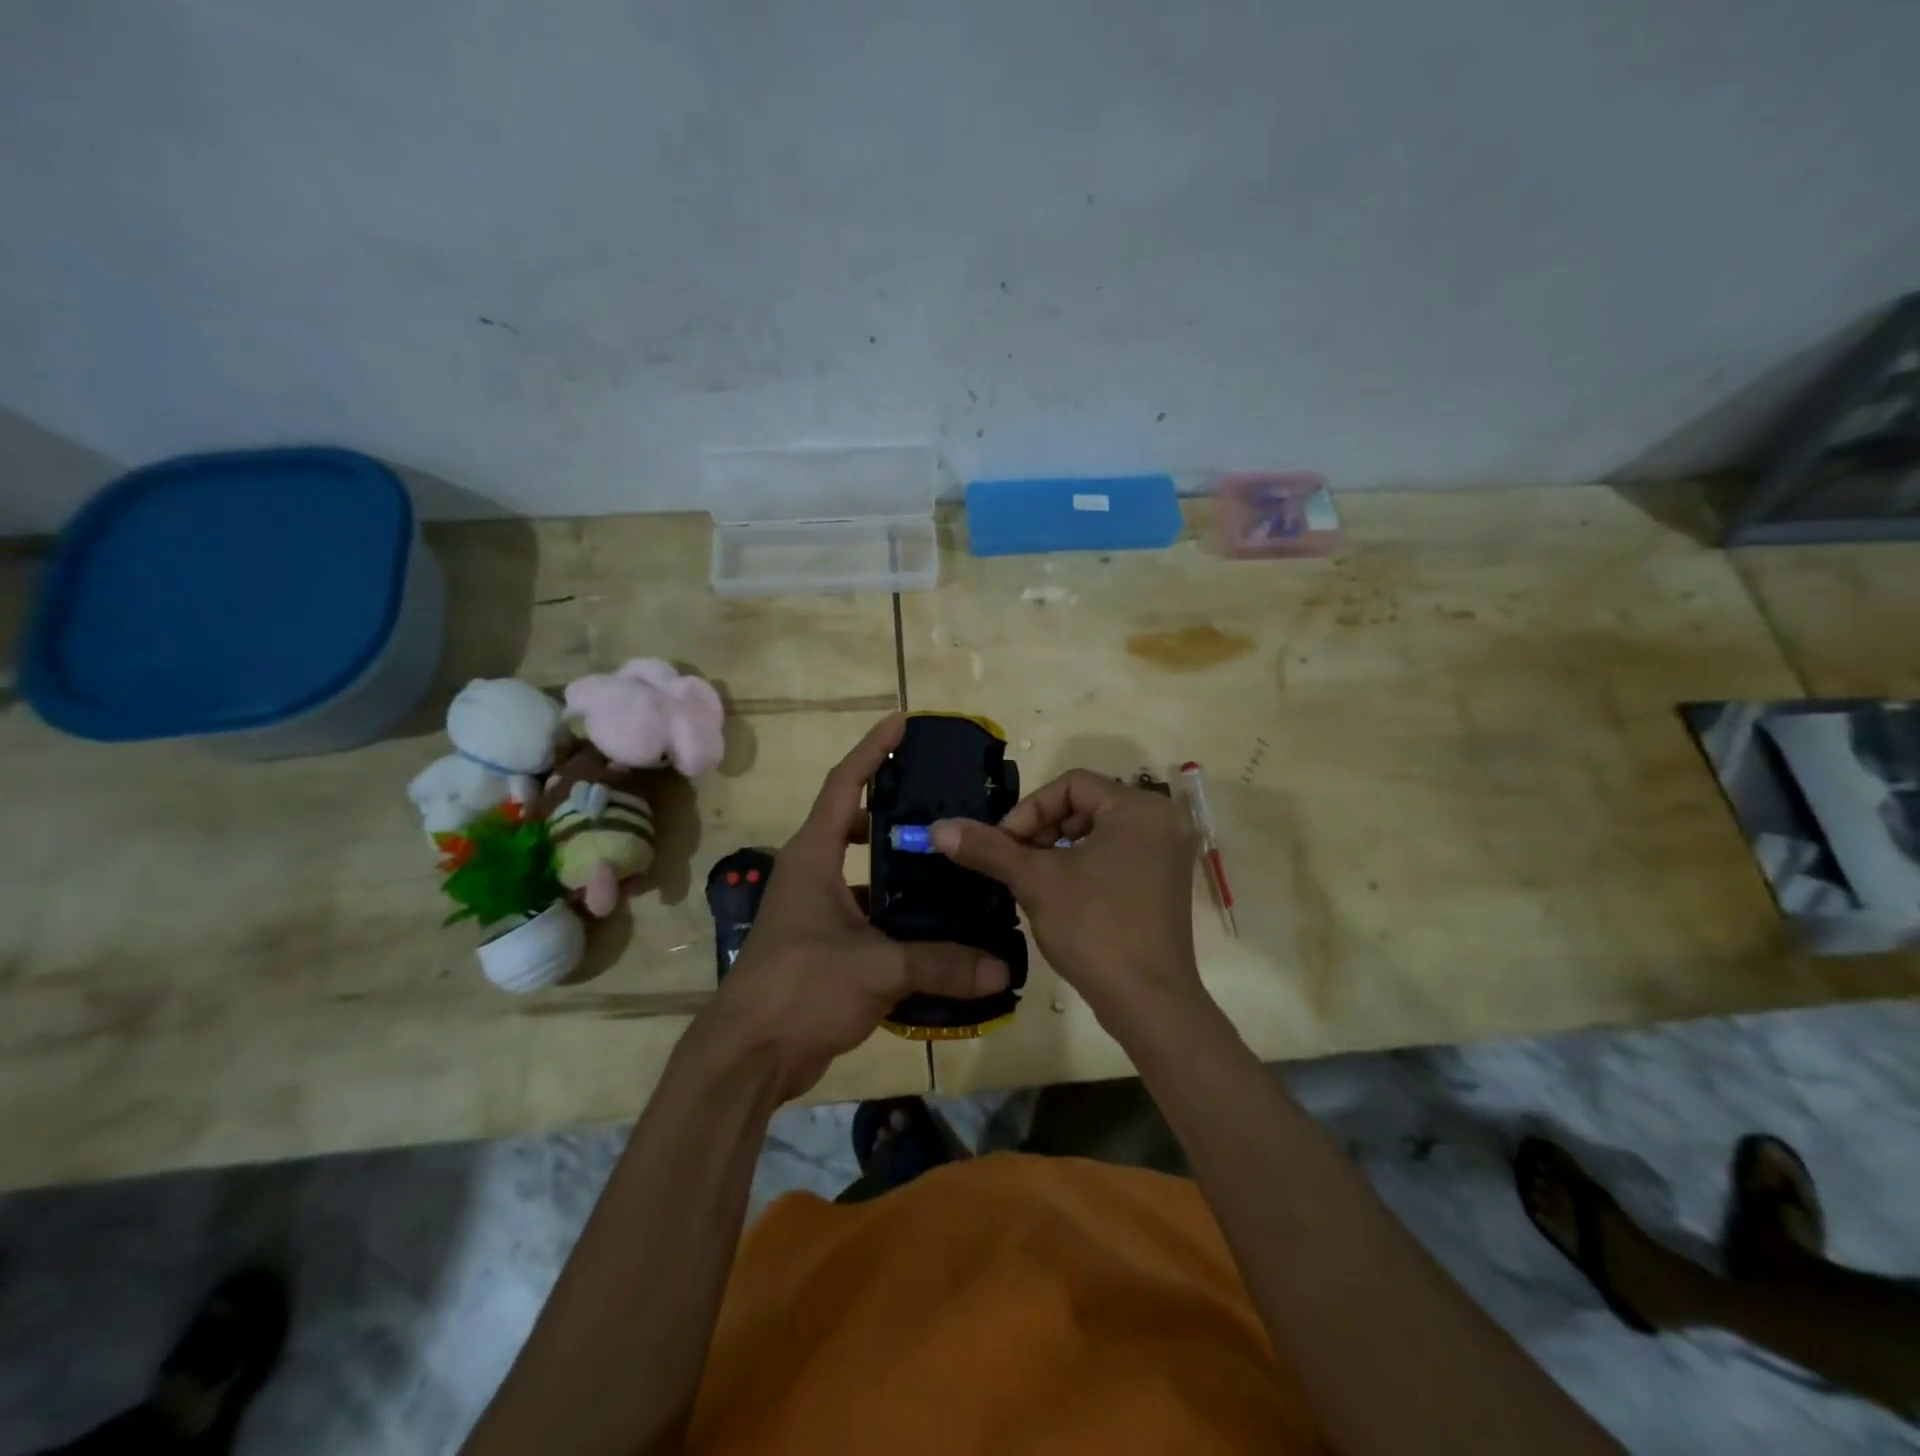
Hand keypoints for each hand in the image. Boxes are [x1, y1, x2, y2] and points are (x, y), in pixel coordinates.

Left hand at [702, 715, 1010, 1101]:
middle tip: (939, 801)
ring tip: (947, 859)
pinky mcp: (823, 945)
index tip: (902, 723)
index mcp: (812, 857)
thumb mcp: (876, 968)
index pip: (843, 785)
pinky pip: (867, 912)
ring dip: (897, 864)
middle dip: (891, 807)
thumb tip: (1001, 968)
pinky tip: (934, 924)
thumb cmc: (801, 988)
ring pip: (862, 871)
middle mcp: (810, 874)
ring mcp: (814, 911)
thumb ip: (941, 963)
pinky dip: (896, 912)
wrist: (749, 1055)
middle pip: (852, 822)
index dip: (872, 750)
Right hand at [930, 770, 1206, 1037]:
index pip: (1071, 784)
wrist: (1148, 1002)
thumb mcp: (1035, 881)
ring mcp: (1168, 854)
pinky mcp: (1166, 883)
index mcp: (1138, 807)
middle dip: (1043, 830)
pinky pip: (1118, 855)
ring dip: (1059, 850)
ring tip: (1034, 881)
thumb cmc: (1094, 927)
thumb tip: (939, 828)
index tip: (1005, 844)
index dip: (1029, 810)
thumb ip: (988, 848)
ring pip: (1099, 832)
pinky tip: (1062, 896)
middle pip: (1086, 805)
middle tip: (1017, 863)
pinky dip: (1085, 865)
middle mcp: (1162, 821)